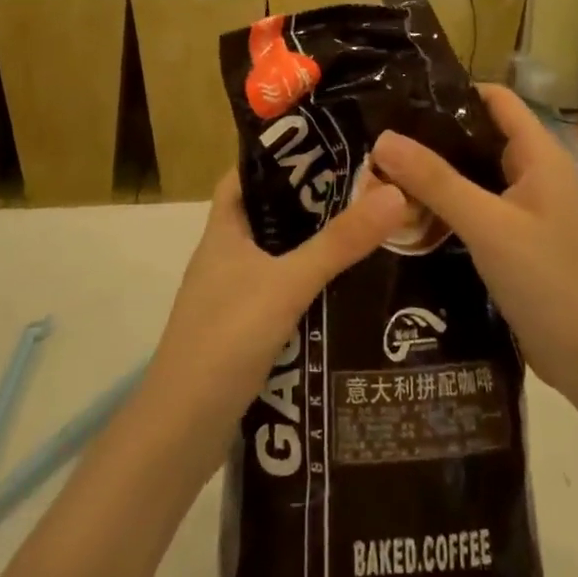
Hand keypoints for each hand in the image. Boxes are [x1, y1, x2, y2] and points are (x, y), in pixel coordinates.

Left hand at [145, 170, 408, 437]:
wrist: (182, 431)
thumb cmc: (226, 338)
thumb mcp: (287, 283)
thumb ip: (339, 242)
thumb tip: (395, 192)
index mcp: (224, 230)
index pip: (248, 174)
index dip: (282, 155)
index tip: (329, 145)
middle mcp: (226, 256)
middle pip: (272, 213)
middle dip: (314, 201)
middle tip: (367, 186)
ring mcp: (235, 294)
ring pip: (281, 255)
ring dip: (317, 245)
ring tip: (370, 229)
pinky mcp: (247, 330)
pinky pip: (285, 292)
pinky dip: (313, 285)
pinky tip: (350, 289)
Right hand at [371, 85, 577, 400]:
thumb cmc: (549, 281)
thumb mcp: (488, 225)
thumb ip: (436, 181)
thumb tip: (383, 139)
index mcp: (539, 155)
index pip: (495, 99)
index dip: (453, 91)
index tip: (402, 97)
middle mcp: (535, 175)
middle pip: (479, 138)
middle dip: (433, 138)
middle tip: (379, 142)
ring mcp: (528, 211)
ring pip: (475, 178)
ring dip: (436, 178)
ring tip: (382, 176)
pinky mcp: (518, 243)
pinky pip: (476, 211)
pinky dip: (446, 209)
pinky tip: (408, 219)